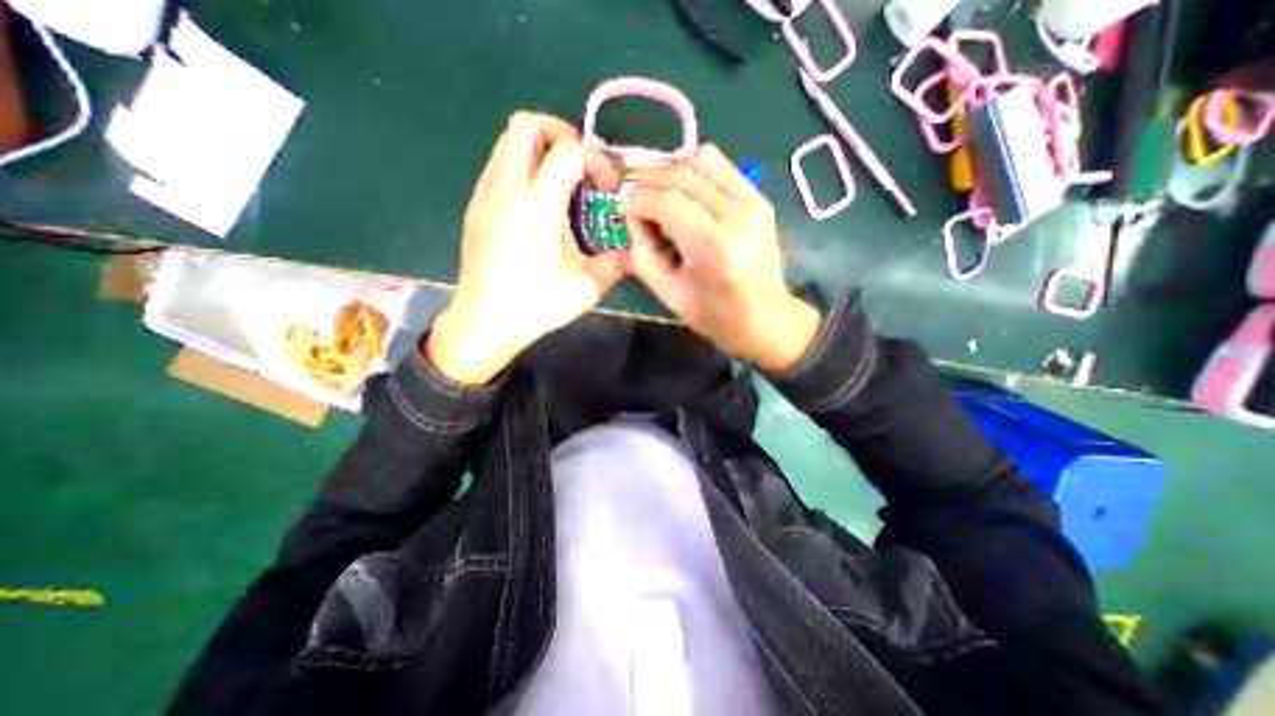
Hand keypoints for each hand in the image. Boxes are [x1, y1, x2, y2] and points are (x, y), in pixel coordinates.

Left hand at [431, 109, 625, 385]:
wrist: (484, 323)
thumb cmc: (535, 305)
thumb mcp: (587, 287)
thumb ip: (617, 263)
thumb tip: (634, 251)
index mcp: (536, 204)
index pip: (567, 149)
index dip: (595, 159)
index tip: (607, 187)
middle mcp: (505, 188)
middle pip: (526, 125)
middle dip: (560, 135)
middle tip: (582, 169)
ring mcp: (485, 195)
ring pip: (508, 142)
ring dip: (541, 151)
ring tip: (564, 187)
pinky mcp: (476, 207)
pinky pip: (500, 167)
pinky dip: (525, 170)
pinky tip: (540, 208)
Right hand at [626, 142, 821, 372]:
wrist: (765, 317)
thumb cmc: (714, 315)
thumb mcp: (666, 292)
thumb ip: (642, 250)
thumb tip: (635, 214)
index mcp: (713, 247)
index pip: (666, 200)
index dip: (637, 200)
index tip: (625, 211)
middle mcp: (737, 215)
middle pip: (681, 174)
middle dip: (649, 183)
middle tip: (638, 204)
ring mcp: (753, 201)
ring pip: (700, 159)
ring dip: (671, 173)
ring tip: (662, 199)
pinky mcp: (759, 197)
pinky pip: (720, 165)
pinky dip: (694, 172)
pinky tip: (687, 196)